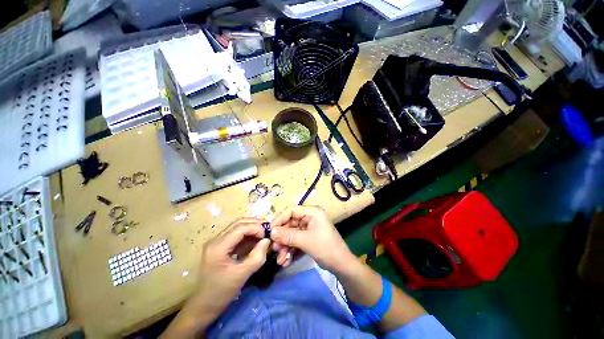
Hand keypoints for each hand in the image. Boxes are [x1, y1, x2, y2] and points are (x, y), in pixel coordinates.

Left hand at [196, 218, 270, 311]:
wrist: (203, 307)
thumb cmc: (221, 293)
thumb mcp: (242, 275)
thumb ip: (257, 257)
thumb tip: (267, 240)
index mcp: (218, 246)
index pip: (240, 227)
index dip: (256, 227)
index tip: (268, 234)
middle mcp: (216, 240)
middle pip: (239, 224)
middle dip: (255, 225)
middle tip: (268, 231)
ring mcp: (217, 242)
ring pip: (237, 227)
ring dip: (252, 228)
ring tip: (264, 234)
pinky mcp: (220, 247)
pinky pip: (236, 235)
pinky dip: (248, 234)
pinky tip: (256, 239)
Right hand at [270, 206, 356, 272]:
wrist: (342, 266)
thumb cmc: (326, 248)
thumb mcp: (306, 241)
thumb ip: (288, 236)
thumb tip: (271, 231)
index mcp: (312, 212)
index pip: (291, 210)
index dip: (280, 219)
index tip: (270, 231)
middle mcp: (309, 217)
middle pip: (290, 223)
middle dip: (282, 237)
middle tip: (274, 248)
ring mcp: (309, 228)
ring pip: (291, 234)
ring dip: (284, 246)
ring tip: (280, 259)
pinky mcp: (308, 237)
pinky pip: (295, 241)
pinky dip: (290, 250)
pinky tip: (286, 261)